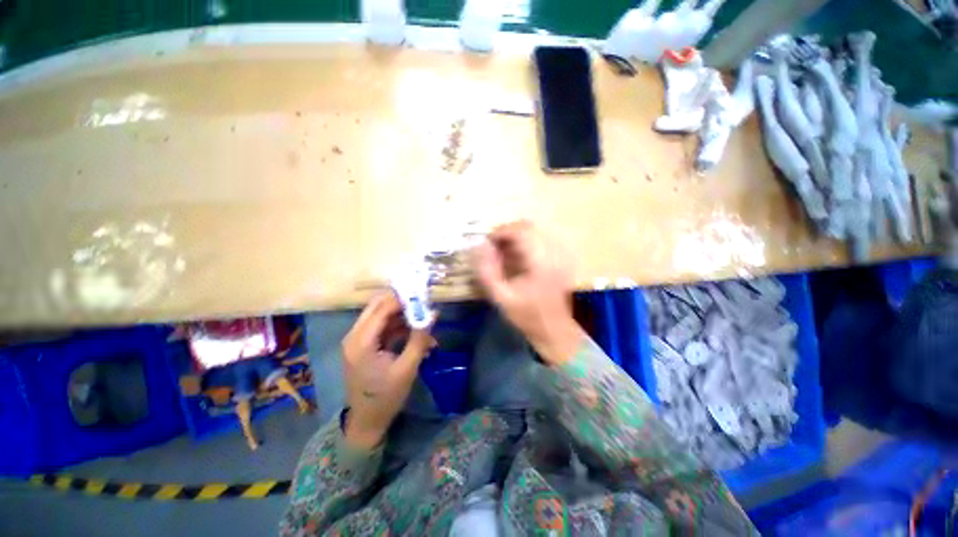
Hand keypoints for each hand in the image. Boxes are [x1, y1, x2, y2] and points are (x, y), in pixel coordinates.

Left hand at [342, 293, 435, 448]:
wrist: (367, 422)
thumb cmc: (386, 397)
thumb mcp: (407, 368)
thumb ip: (419, 339)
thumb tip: (433, 315)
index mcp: (361, 342)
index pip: (382, 309)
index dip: (403, 299)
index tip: (423, 294)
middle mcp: (355, 336)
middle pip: (378, 307)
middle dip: (402, 303)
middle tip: (423, 301)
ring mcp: (358, 340)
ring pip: (382, 316)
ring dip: (403, 316)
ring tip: (425, 321)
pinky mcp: (365, 346)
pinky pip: (384, 328)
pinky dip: (400, 328)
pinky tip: (418, 336)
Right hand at [472, 221, 585, 365]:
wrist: (554, 330)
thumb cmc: (527, 316)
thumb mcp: (501, 297)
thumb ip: (487, 271)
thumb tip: (479, 247)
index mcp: (540, 261)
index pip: (520, 231)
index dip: (500, 232)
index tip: (485, 243)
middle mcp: (551, 252)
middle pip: (527, 227)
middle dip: (505, 233)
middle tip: (491, 246)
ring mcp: (556, 255)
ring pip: (532, 232)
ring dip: (513, 238)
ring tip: (500, 252)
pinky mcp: (556, 259)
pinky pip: (536, 241)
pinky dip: (521, 244)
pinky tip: (512, 258)